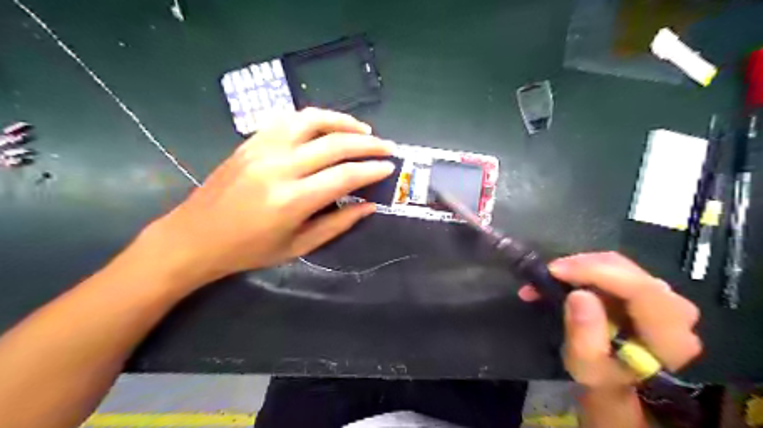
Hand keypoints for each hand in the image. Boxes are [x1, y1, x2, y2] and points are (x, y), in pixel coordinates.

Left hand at [141, 107, 396, 289]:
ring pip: (311, 120)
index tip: (389, 167)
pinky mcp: (251, 141)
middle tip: (387, 147)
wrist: (195, 237)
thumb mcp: (298, 247)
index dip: (371, 169)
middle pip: (334, 144)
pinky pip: (288, 119)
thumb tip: (369, 206)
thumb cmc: (249, 250)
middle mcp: (279, 167)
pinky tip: (327, 125)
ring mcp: (262, 149)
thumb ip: (337, 224)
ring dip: (343, 121)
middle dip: (367, 143)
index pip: (344, 176)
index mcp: (291, 200)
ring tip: (363, 129)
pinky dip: (314, 118)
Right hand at [518, 252, 701, 389]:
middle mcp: (675, 310)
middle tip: (546, 274)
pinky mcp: (644, 288)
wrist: (618, 379)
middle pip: (627, 270)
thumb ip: (584, 336)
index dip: (595, 272)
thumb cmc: (603, 378)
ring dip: (579, 266)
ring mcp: (661, 296)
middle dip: (581, 266)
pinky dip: (584, 269)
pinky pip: (612, 268)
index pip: (639, 290)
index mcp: (670, 336)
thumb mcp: (586, 367)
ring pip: (617, 264)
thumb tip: (578, 295)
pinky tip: (564, 278)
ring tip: (550, 278)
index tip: (555, 271)